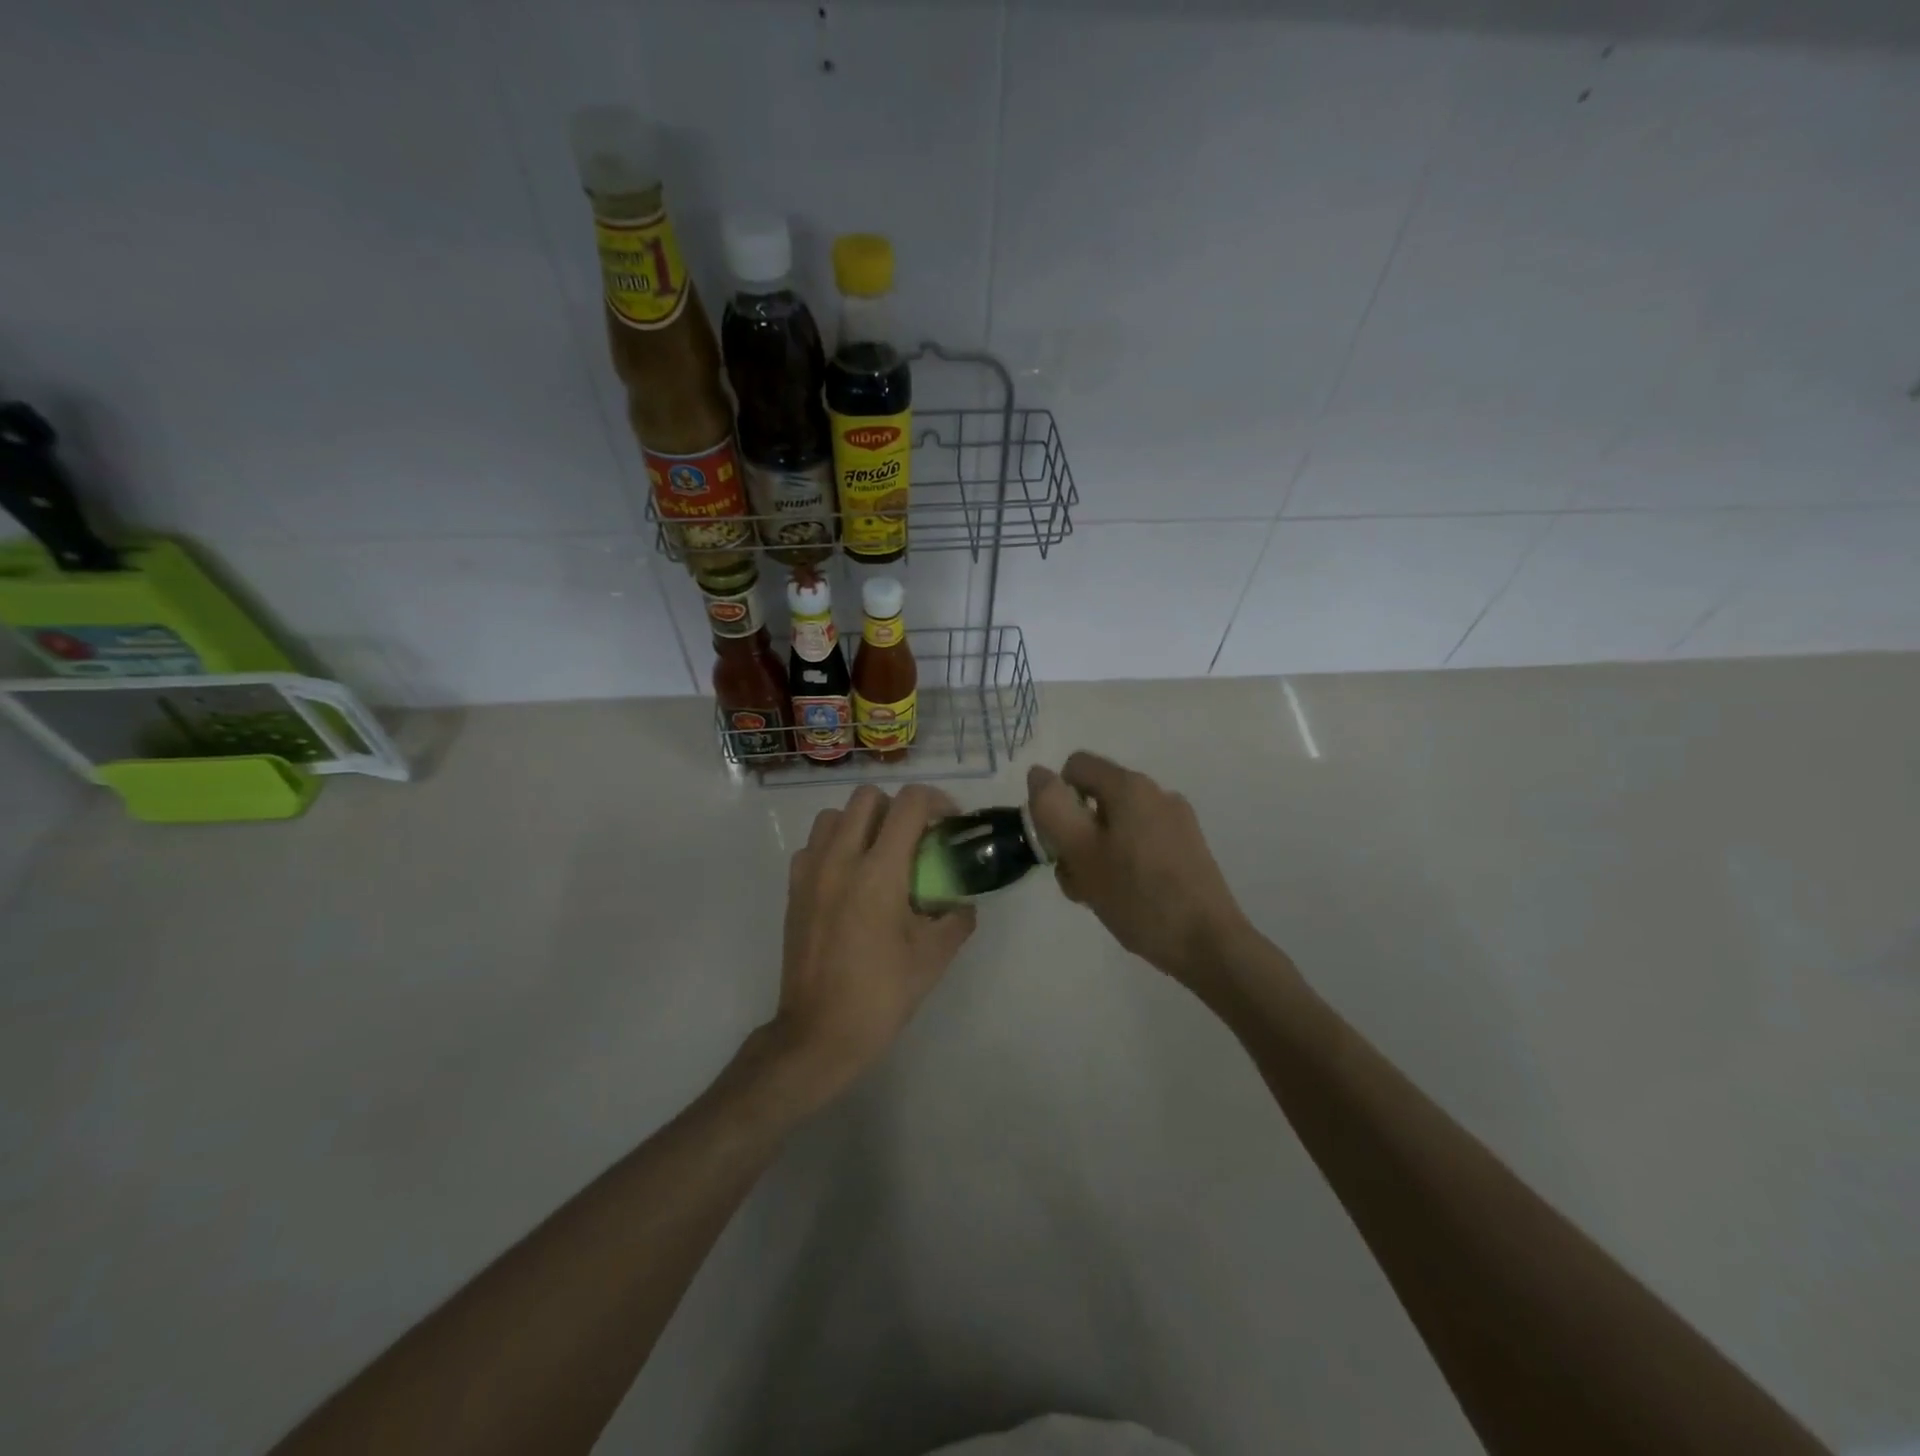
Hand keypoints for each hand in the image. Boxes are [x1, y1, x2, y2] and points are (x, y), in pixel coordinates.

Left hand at [769, 784, 976, 1100]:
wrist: (819, 1033)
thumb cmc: (881, 995)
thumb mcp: (933, 957)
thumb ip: (956, 919)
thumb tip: (962, 902)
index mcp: (879, 872)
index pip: (910, 804)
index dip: (937, 801)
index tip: (949, 824)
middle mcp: (841, 859)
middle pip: (868, 796)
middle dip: (899, 808)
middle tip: (916, 838)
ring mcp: (811, 872)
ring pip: (835, 815)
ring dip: (863, 822)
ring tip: (881, 854)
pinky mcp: (793, 889)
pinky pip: (814, 845)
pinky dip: (835, 846)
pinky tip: (849, 877)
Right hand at [1027, 752, 1253, 987]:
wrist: (1208, 944)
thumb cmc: (1137, 896)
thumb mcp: (1080, 852)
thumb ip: (1052, 808)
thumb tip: (1039, 773)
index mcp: (1130, 787)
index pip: (1075, 767)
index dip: (1056, 799)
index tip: (1058, 842)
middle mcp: (1157, 793)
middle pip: (1096, 798)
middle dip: (1076, 834)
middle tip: (1077, 878)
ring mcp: (1177, 821)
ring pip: (1117, 825)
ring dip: (1097, 853)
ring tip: (1100, 895)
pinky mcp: (1188, 848)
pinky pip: (1141, 842)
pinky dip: (1124, 862)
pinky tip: (1127, 898)